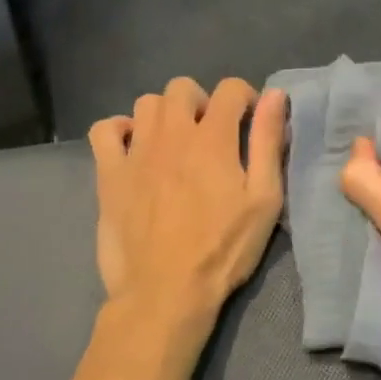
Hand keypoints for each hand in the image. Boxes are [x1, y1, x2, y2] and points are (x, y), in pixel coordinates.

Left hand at [88, 77, 286, 350]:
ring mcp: (135, 152)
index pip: (229, 89)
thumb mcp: (264, 200)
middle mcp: (171, 134)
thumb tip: (276, 95)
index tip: (250, 122)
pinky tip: (135, 150)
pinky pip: (104, 130)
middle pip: (181, 87)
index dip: (245, 98)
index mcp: (213, 138)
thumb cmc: (223, 249)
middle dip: (201, 101)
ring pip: (146, 103)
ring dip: (165, 115)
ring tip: (176, 144)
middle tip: (212, 135)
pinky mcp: (109, 174)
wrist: (165, 292)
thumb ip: (268, 143)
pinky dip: (120, 130)